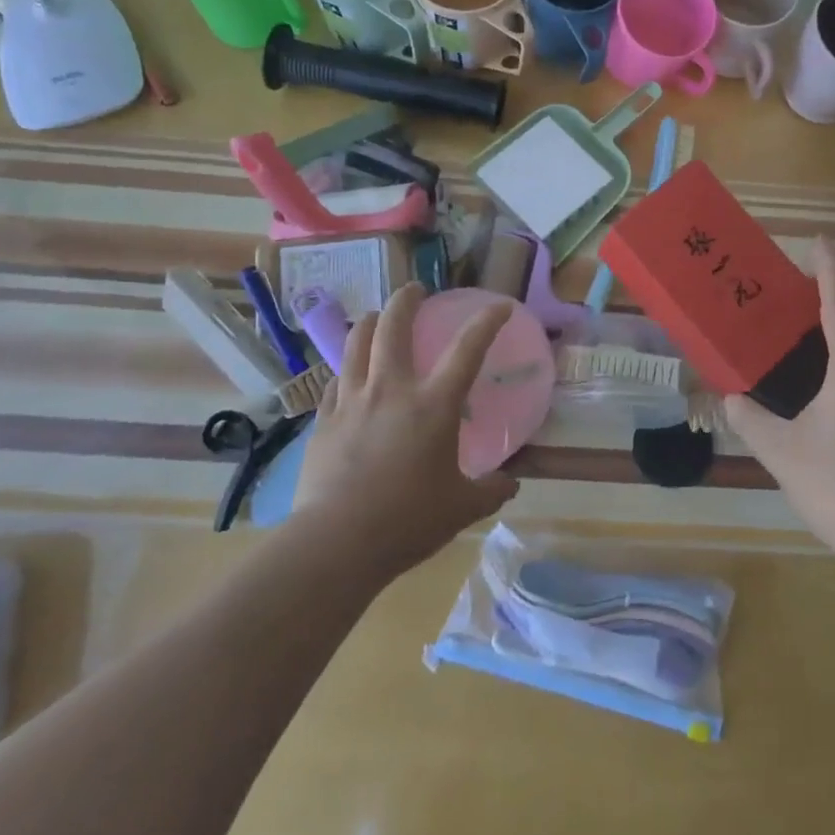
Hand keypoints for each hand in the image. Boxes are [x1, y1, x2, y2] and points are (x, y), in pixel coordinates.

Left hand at [293, 283, 518, 579]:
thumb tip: (510, 483)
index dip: (487, 321)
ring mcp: (352, 402)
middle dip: (405, 300)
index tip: (500, 306)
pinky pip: (335, 382)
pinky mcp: (324, 422)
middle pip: (393, 327)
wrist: (335, 544)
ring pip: (354, 344)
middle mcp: (391, 390)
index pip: (468, 349)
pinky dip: (346, 370)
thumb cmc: (407, 521)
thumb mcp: (462, 508)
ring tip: (373, 318)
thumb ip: (491, 490)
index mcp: (433, 405)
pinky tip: (348, 377)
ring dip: (367, 323)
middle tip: (415, 291)